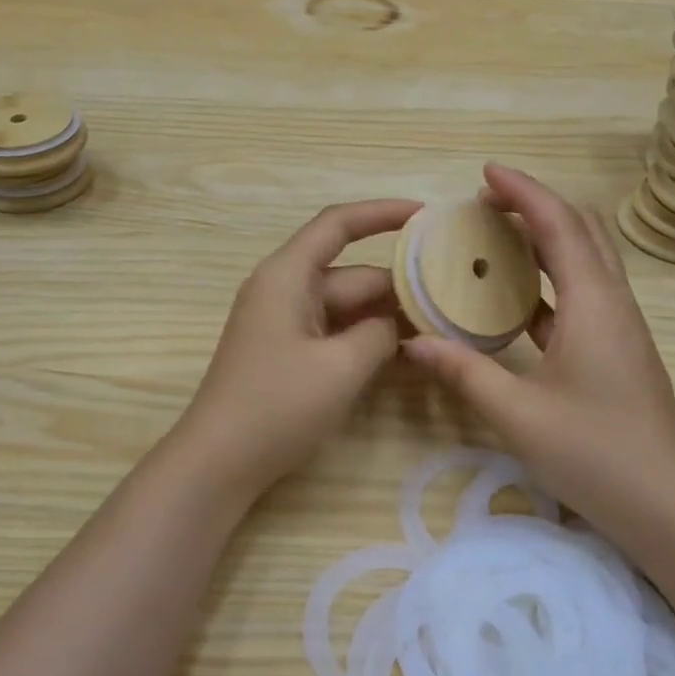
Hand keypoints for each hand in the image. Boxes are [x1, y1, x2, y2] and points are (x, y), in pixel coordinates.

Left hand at [176, 198, 420, 500]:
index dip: (382, 213)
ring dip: (386, 317)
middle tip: (454, 301)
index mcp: (287, 275)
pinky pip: (334, 332)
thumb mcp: (341, 367)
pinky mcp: (288, 352)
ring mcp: (285, 322)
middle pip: (351, 273)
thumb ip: (380, 333)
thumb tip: (396, 322)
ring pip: (346, 306)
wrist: (219, 462)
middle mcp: (284, 289)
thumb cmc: (276, 406)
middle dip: (399, 286)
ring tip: (440, 328)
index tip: (427, 215)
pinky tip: (405, 354)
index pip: (338, 224)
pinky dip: (365, 339)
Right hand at [402, 164, 674, 541]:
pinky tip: (515, 300)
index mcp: (593, 304)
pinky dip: (549, 280)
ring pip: (585, 261)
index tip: (485, 173)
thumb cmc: (596, 454)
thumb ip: (464, 372)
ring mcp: (619, 328)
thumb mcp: (518, 415)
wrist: (669, 507)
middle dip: (535, 206)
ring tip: (495, 241)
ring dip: (545, 239)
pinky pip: (582, 295)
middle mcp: (612, 303)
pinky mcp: (617, 351)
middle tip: (485, 205)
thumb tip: (412, 342)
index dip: (523, 192)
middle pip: (581, 230)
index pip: (558, 225)